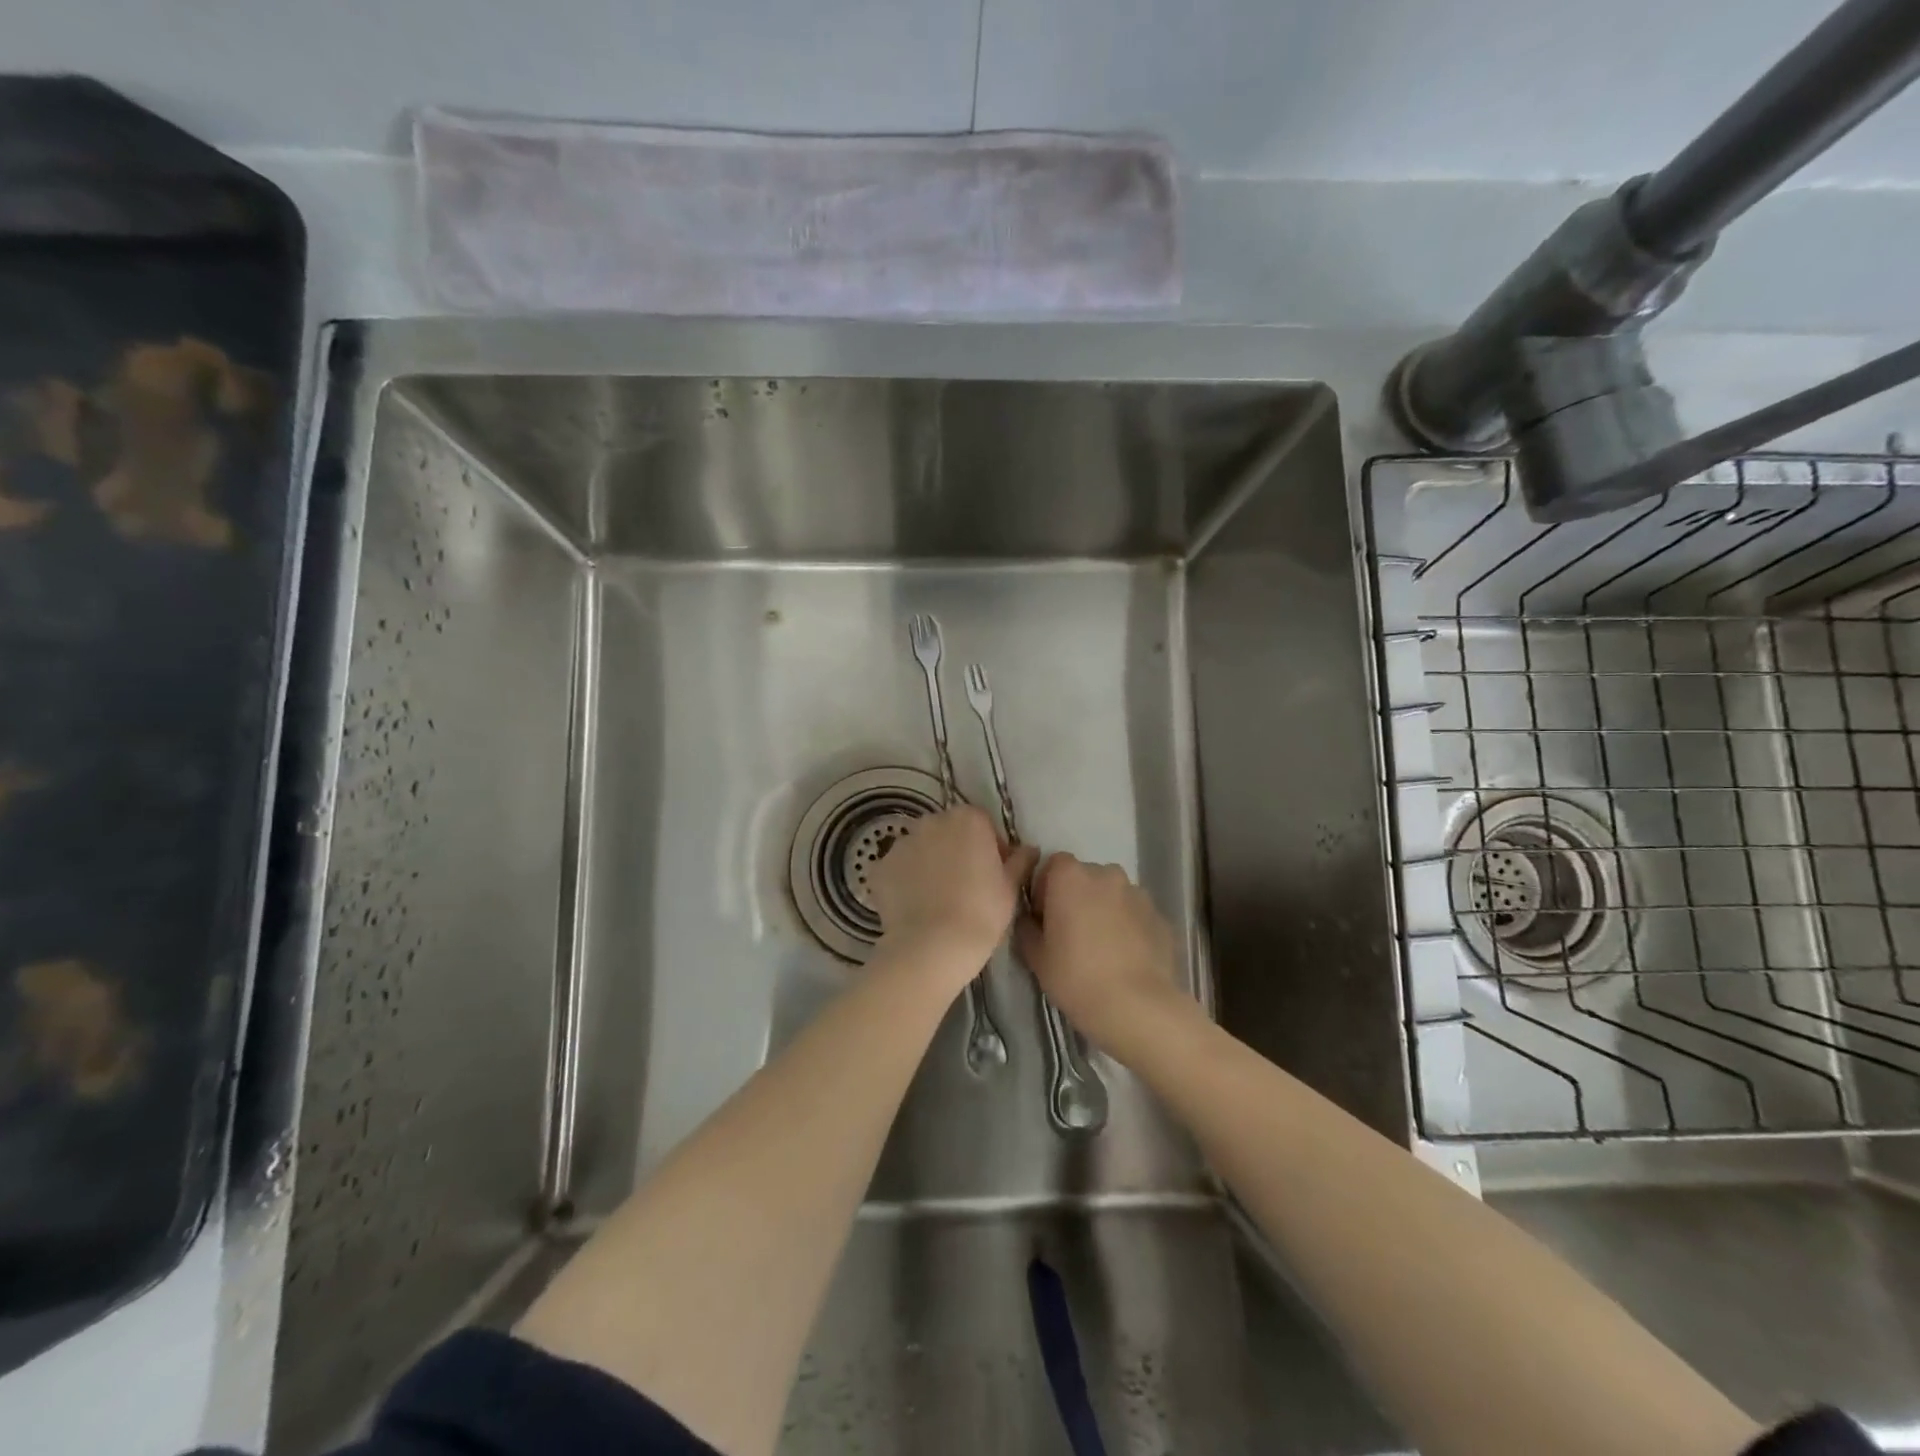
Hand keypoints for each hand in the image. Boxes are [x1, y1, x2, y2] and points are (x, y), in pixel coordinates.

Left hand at [869, 806, 1037, 983]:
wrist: (933, 947)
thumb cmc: (982, 913)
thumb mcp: (1010, 888)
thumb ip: (1020, 860)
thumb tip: (1029, 848)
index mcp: (968, 819)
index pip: (982, 824)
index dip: (990, 847)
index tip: (993, 874)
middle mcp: (931, 822)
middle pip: (948, 831)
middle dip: (957, 850)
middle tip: (966, 886)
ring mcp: (901, 844)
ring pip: (921, 848)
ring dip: (929, 863)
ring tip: (938, 899)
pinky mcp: (879, 868)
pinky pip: (897, 870)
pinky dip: (905, 882)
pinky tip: (916, 907)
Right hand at [1014, 854, 1190, 1055]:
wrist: (1137, 1007)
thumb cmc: (1076, 977)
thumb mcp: (1036, 957)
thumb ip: (1027, 928)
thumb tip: (1030, 920)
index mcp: (1070, 876)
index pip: (1052, 865)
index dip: (1045, 889)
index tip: (1045, 919)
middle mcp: (1106, 874)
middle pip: (1085, 877)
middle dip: (1077, 898)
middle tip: (1072, 935)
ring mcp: (1137, 893)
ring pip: (1113, 895)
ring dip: (1105, 910)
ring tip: (1103, 948)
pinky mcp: (1160, 916)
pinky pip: (1135, 914)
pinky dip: (1129, 927)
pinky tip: (1126, 959)